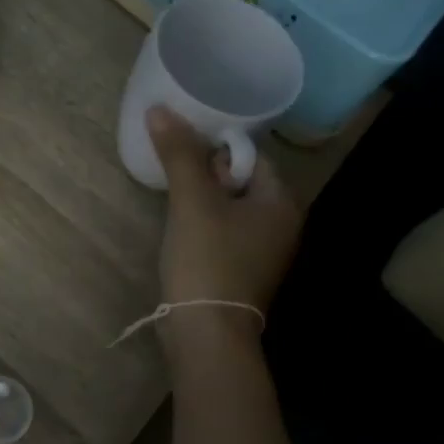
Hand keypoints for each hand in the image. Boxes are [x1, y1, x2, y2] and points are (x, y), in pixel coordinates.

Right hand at [146, 106, 304, 356]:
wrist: (207, 334)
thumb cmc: (208, 261)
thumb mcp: (192, 203)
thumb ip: (180, 155)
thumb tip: (161, 109)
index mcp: (281, 202)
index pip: (251, 155)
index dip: (217, 146)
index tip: (184, 145)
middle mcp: (282, 225)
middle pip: (242, 181)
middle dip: (208, 171)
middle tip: (174, 168)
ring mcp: (264, 253)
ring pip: (232, 209)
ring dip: (205, 199)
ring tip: (173, 193)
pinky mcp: (244, 273)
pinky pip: (226, 234)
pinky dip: (206, 224)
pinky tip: (182, 228)